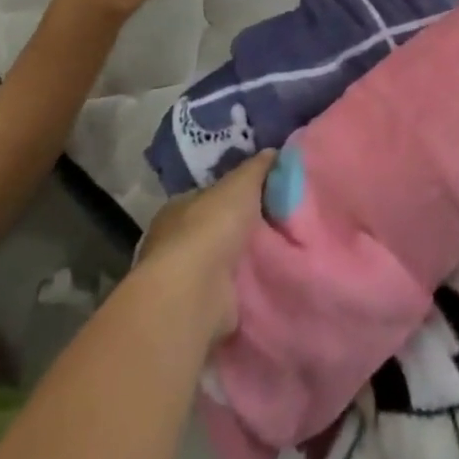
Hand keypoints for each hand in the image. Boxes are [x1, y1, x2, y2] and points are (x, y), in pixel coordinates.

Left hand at [133, 150, 274, 342]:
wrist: (194, 293)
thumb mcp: (241, 183)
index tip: (265, 191)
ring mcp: (185, 278)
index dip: (235, 192)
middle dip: (243, 226)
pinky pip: (229, 289)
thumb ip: (257, 167)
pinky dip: (244, 286)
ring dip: (245, 258)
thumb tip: (273, 152)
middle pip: (216, 227)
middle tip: (281, 219)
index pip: (209, 195)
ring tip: (283, 248)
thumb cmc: (211, 227)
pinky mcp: (198, 307)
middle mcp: (174, 242)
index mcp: (178, 209)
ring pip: (222, 260)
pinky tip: (270, 278)